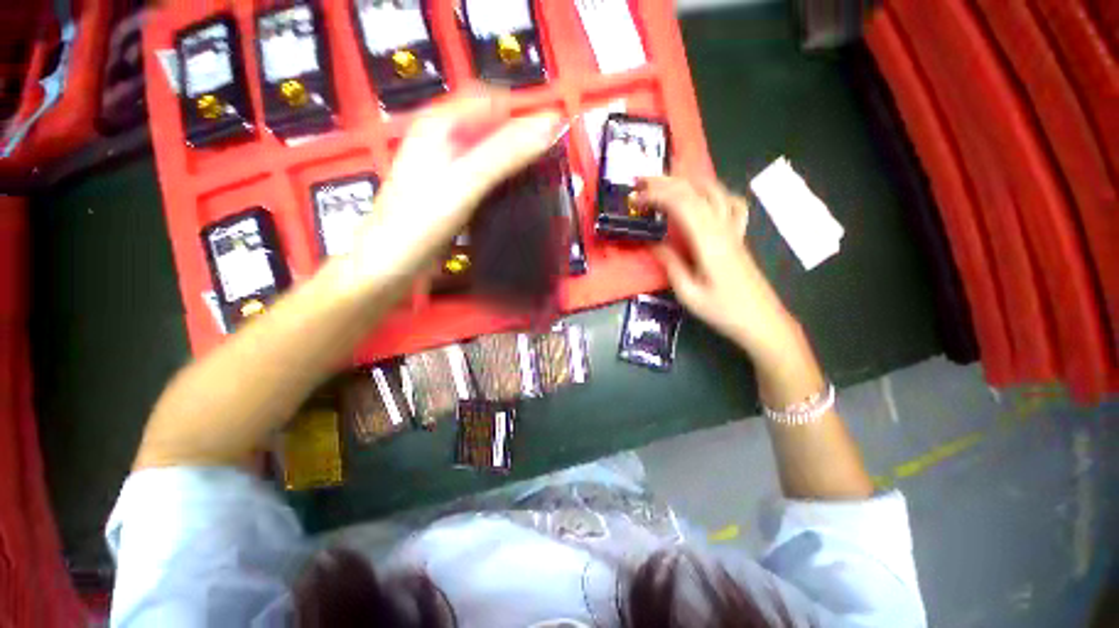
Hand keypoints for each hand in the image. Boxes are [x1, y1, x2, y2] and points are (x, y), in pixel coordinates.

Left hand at [349, 93, 561, 286]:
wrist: (390, 265)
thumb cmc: (421, 223)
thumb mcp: (466, 183)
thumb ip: (506, 152)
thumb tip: (550, 126)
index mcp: (440, 123)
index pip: (494, 100)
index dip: (524, 117)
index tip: (550, 145)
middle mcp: (442, 139)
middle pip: (493, 127)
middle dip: (522, 144)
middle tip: (546, 170)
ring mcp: (446, 166)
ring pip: (491, 153)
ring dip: (515, 165)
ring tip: (535, 186)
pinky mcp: (451, 191)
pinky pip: (485, 177)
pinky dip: (502, 183)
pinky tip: (513, 199)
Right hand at [638, 177, 800, 360]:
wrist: (762, 321)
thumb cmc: (723, 311)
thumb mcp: (688, 293)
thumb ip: (671, 264)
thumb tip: (653, 243)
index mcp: (708, 241)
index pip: (680, 204)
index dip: (656, 196)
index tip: (635, 198)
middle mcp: (722, 227)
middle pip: (694, 192)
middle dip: (666, 182)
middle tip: (642, 180)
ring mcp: (734, 229)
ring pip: (713, 192)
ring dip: (688, 181)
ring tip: (667, 181)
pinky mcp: (739, 236)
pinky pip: (732, 204)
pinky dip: (717, 193)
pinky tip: (707, 197)